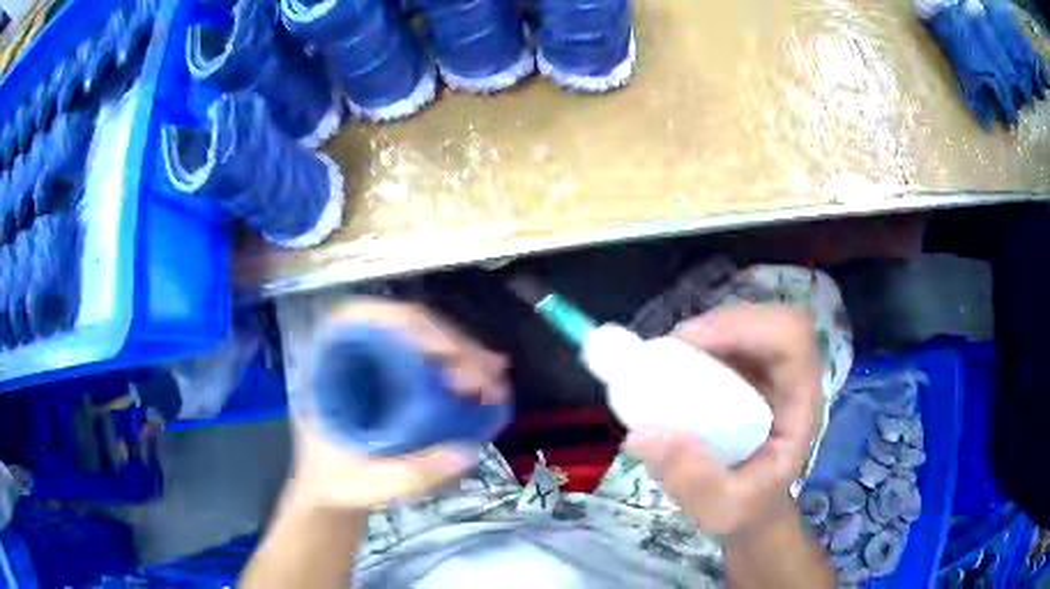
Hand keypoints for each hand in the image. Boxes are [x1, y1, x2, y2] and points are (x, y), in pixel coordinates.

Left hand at [288, 299, 509, 511]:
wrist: (329, 493)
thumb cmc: (333, 485)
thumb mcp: (365, 484)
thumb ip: (410, 475)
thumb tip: (468, 454)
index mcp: (325, 364)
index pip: (365, 318)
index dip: (410, 328)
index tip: (451, 357)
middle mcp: (350, 353)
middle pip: (404, 325)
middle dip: (452, 344)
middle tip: (491, 373)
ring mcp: (374, 364)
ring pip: (422, 339)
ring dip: (463, 354)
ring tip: (497, 377)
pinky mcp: (394, 380)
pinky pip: (429, 361)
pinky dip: (459, 368)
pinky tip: (484, 382)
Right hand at [625, 303, 820, 536]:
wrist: (753, 509)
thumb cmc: (747, 509)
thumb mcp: (721, 509)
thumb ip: (692, 479)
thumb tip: (643, 433)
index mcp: (801, 403)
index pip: (791, 337)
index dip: (745, 327)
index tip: (691, 344)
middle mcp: (790, 377)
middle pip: (766, 320)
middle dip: (717, 326)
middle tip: (667, 352)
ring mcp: (769, 372)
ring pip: (744, 326)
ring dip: (703, 334)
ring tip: (663, 361)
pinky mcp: (746, 373)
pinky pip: (725, 342)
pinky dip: (696, 346)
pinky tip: (671, 370)